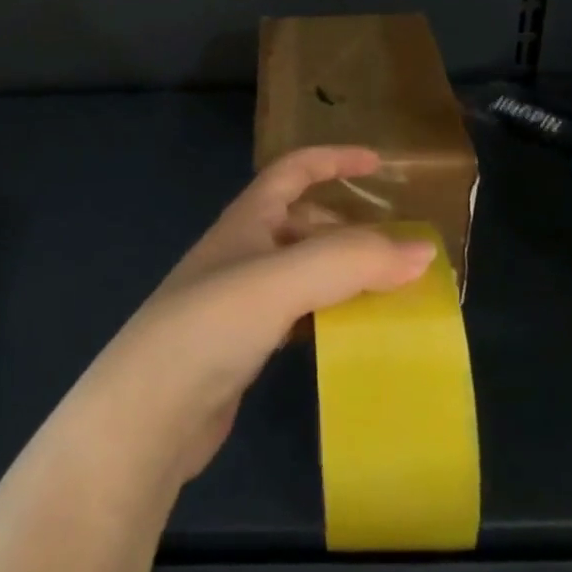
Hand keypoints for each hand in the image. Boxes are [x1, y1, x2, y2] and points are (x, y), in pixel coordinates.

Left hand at [59, 147, 436, 494]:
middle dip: (349, 228)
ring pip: (303, 272)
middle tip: (398, 250)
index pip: (293, 170)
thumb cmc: (212, 325)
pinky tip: (352, 335)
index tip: (379, 163)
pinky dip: (328, 315)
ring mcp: (239, 300)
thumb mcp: (283, 280)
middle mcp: (242, 252)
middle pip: (303, 223)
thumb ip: (352, 261)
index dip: (334, 159)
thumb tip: (424, 250)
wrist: (147, 412)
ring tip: (390, 292)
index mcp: (246, 220)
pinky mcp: (243, 345)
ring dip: (343, 275)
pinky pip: (298, 315)